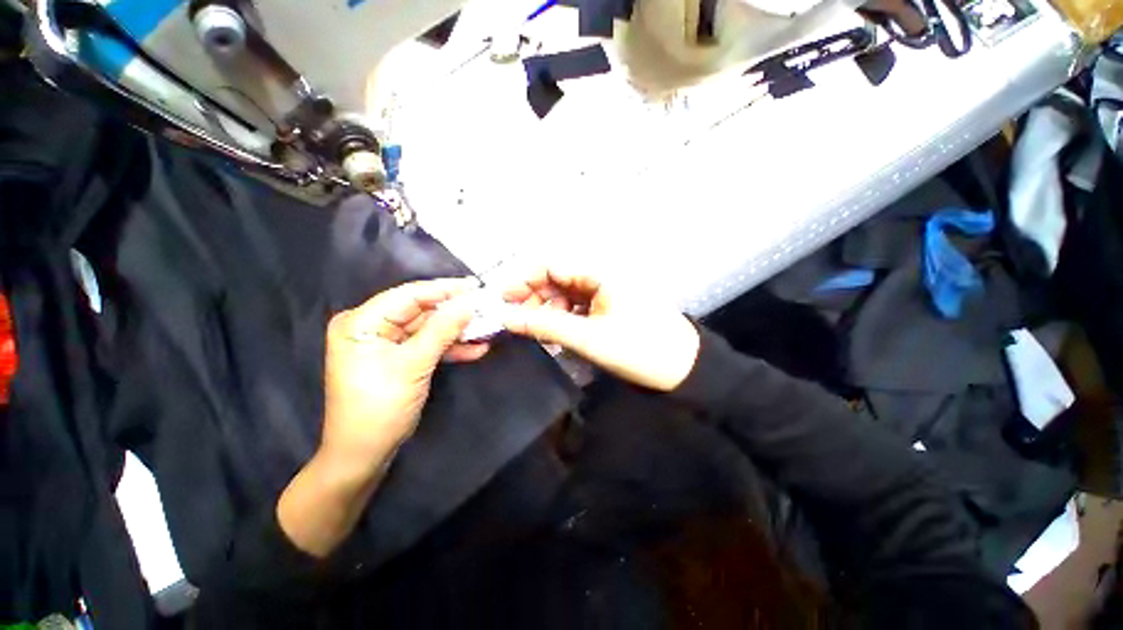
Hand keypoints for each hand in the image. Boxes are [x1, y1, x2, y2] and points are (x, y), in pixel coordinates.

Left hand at [322, 278, 487, 470]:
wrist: (364, 455)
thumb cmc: (380, 408)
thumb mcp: (414, 365)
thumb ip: (442, 330)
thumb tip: (469, 303)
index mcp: (362, 322)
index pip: (409, 295)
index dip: (445, 290)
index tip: (476, 286)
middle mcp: (371, 326)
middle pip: (421, 311)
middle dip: (454, 312)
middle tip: (486, 306)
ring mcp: (386, 343)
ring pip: (428, 329)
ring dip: (457, 331)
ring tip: (487, 327)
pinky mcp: (398, 358)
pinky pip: (427, 345)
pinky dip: (450, 347)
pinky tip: (476, 348)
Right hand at [501, 267, 699, 391]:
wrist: (684, 369)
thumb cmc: (639, 349)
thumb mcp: (589, 338)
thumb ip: (546, 326)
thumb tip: (506, 318)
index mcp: (601, 273)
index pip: (552, 265)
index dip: (525, 280)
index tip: (504, 300)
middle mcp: (602, 276)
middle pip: (557, 279)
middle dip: (534, 297)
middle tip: (516, 321)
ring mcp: (606, 293)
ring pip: (566, 294)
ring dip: (548, 310)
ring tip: (536, 331)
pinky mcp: (609, 308)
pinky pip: (578, 307)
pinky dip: (563, 318)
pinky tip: (556, 333)